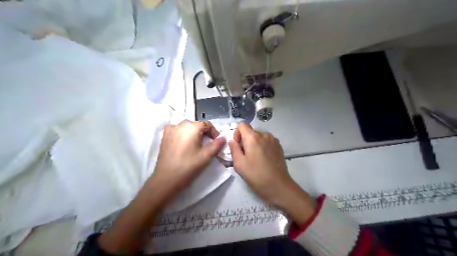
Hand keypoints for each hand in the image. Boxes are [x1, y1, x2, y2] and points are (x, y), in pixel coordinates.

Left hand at [150, 119, 225, 205]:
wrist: (167, 178)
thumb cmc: (189, 166)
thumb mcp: (207, 156)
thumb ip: (217, 145)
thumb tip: (224, 138)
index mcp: (193, 127)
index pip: (208, 125)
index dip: (214, 133)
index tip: (217, 142)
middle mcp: (181, 124)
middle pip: (197, 125)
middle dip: (204, 133)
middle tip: (207, 145)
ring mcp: (171, 129)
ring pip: (187, 128)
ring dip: (193, 134)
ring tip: (195, 146)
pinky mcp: (164, 136)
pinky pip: (177, 131)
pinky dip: (182, 135)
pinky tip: (183, 145)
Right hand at [227, 122, 314, 223]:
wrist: (279, 186)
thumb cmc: (256, 176)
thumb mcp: (239, 164)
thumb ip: (234, 149)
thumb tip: (232, 141)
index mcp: (253, 137)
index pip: (242, 124)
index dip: (237, 133)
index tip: (238, 146)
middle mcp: (264, 134)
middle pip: (250, 131)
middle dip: (245, 140)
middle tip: (245, 156)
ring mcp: (273, 139)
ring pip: (258, 136)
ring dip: (254, 143)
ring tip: (255, 158)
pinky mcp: (279, 146)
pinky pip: (266, 141)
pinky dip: (262, 146)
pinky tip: (264, 159)